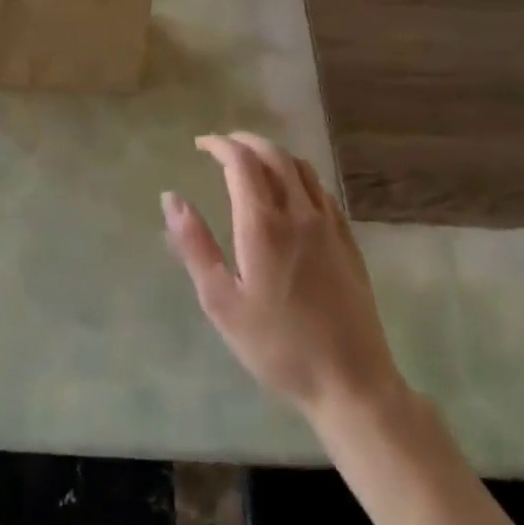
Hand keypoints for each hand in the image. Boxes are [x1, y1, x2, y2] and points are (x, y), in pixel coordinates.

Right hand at [163, 132, 403, 421]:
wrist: (351, 382)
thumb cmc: (277, 346)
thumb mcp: (221, 301)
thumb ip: (194, 244)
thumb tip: (171, 198)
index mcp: (264, 225)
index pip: (241, 162)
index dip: (220, 145)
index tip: (201, 145)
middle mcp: (299, 213)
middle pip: (273, 155)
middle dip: (245, 142)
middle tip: (222, 147)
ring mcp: (328, 224)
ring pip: (301, 167)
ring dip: (273, 153)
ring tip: (253, 161)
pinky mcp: (348, 240)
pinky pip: (321, 189)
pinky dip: (298, 174)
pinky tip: (290, 190)